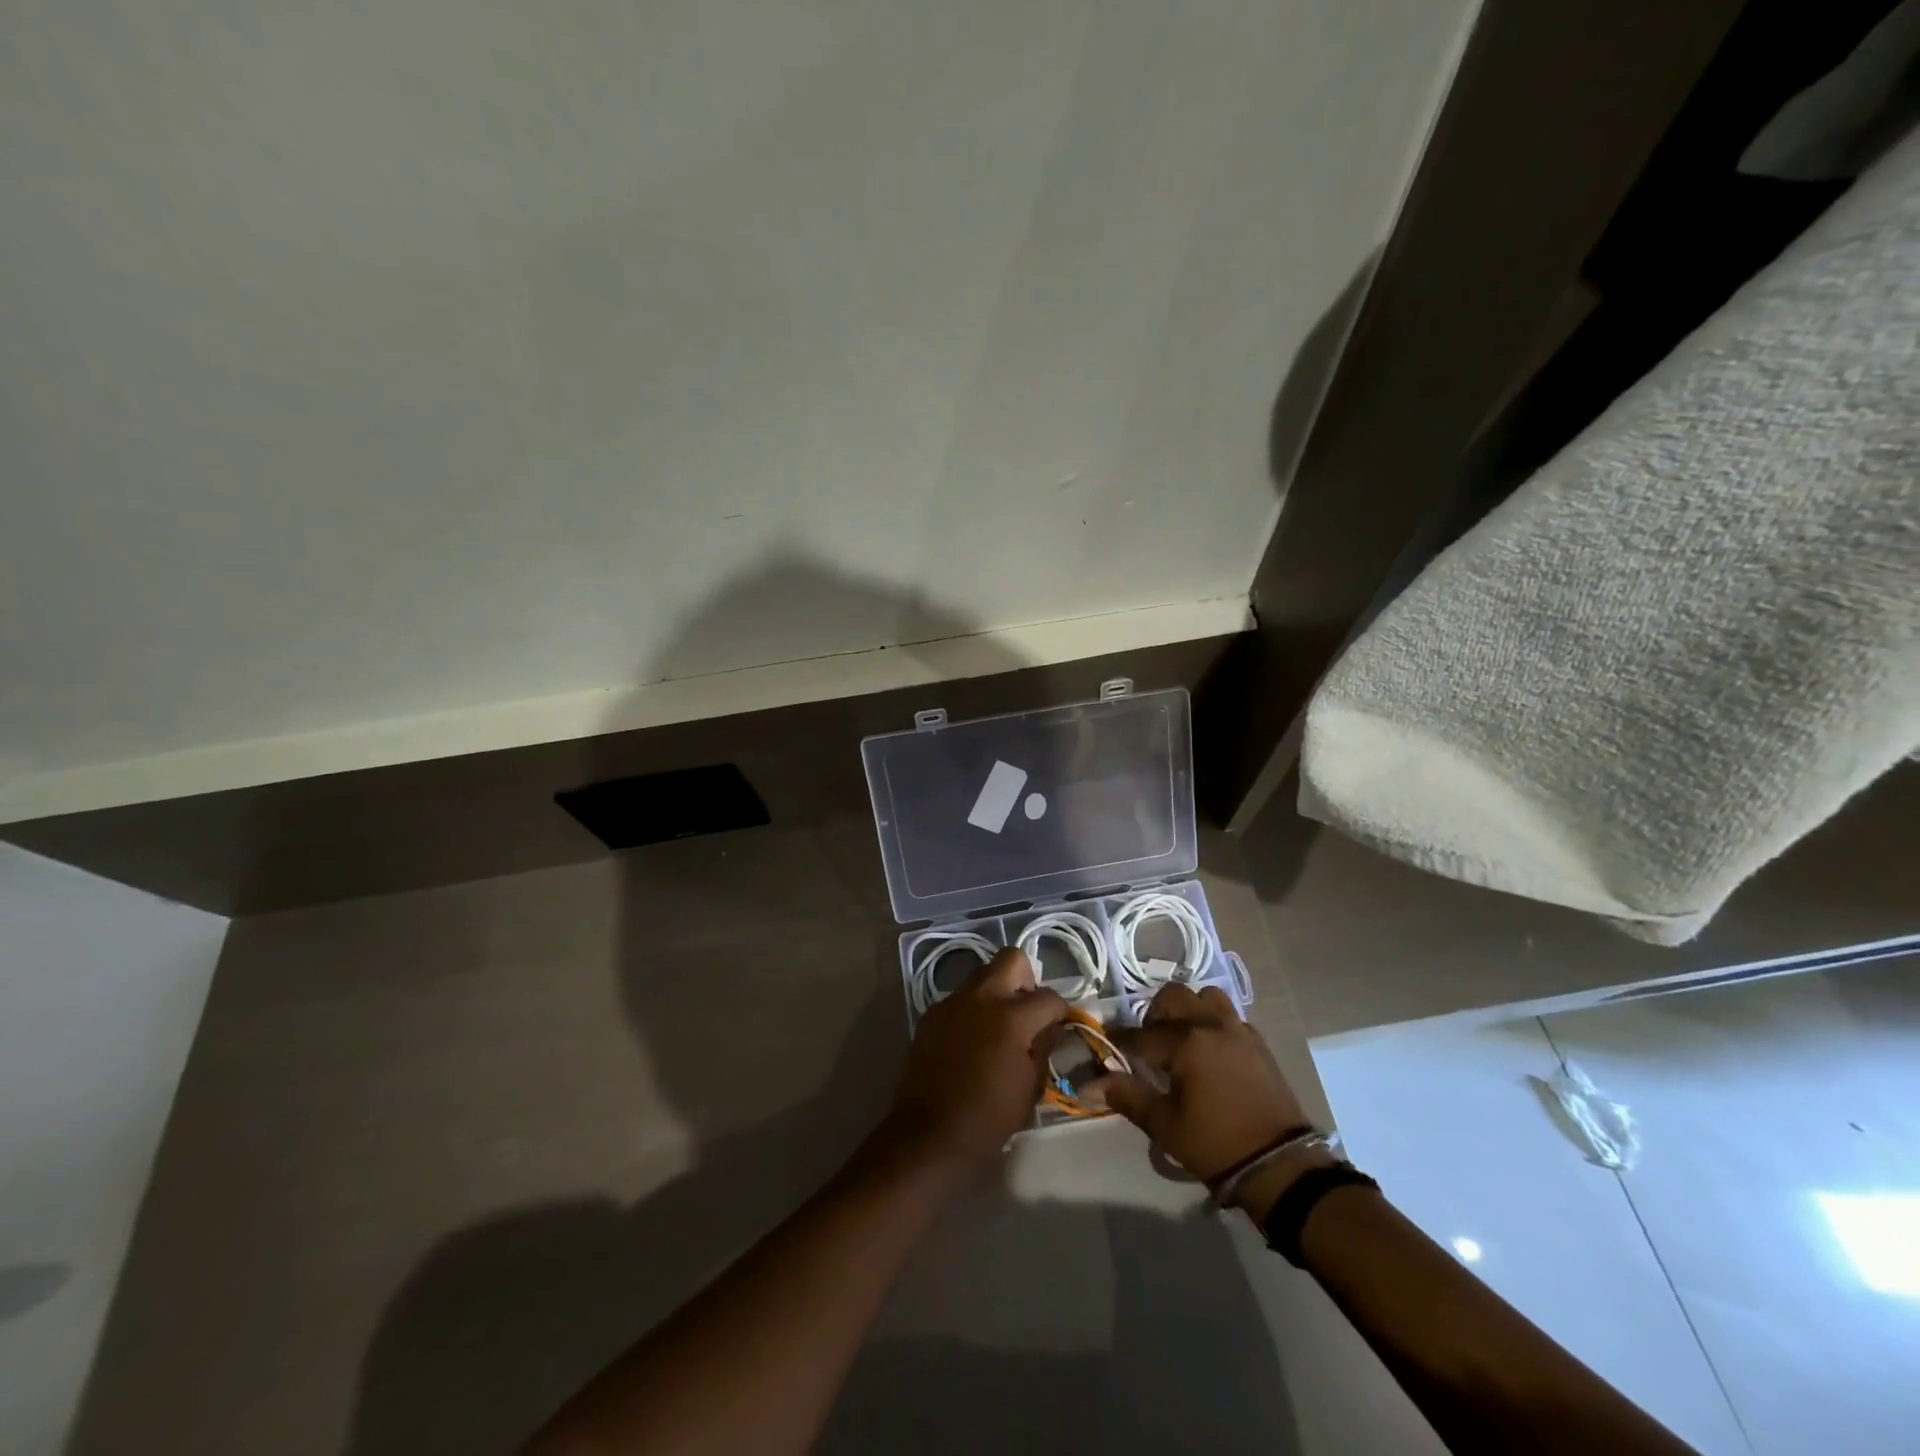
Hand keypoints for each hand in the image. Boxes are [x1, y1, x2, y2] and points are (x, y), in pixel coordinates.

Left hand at [884, 948, 1067, 1166]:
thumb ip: (1044, 1046)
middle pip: (1012, 958)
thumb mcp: (1031, 1086)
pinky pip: (959, 999)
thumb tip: (1050, 1026)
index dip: (1059, 1011)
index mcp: (1012, 1016)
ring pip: (982, 975)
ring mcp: (951, 1002)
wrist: (930, 1135)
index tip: (1057, 1026)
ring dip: (997, 992)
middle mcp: (981, 997)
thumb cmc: (989, 1118)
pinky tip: (970, 1042)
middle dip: (1026, 979)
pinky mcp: (931, 1014)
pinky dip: (972, 1010)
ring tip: (998, 1028)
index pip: (1049, 996)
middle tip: (1026, 1012)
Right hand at [1094, 984, 1327, 1219]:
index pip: (1141, 1034)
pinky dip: (1212, 1023)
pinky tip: (1209, 1051)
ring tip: (1182, 1040)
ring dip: (1188, 1010)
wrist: (1281, 1166)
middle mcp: (1212, 1025)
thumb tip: (1088, 1084)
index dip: (1119, 1040)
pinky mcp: (1258, 1043)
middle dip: (1155, 1015)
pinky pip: (1228, 1016)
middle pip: (1173, 997)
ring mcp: (1239, 1030)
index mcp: (1187, 1043)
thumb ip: (1127, 1096)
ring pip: (1205, 998)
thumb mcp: (1165, 1125)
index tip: (1106, 1045)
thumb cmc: (1216, 1145)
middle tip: (1149, 1044)